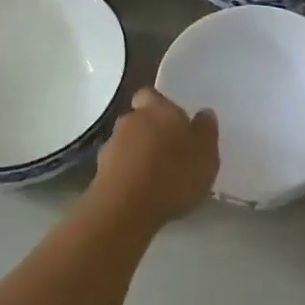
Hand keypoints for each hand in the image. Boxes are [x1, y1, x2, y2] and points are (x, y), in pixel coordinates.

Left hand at [90, 87, 218, 227]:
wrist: (125, 209)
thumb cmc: (173, 174)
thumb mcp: (206, 153)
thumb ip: (206, 130)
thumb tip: (204, 113)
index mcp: (157, 109)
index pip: (151, 95)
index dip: (159, 106)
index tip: (172, 122)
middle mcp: (131, 120)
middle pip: (138, 119)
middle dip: (149, 132)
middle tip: (167, 152)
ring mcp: (111, 147)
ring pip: (126, 144)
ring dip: (137, 155)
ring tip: (154, 177)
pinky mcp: (99, 174)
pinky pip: (117, 168)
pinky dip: (127, 176)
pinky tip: (140, 193)